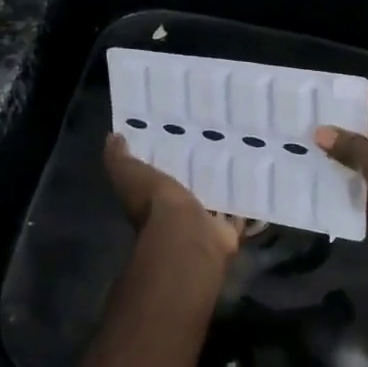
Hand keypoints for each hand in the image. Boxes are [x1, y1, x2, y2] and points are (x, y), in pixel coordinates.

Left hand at [103, 134, 242, 262]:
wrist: (186, 235)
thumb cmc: (154, 203)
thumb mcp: (128, 174)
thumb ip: (119, 158)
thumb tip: (112, 137)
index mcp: (151, 198)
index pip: (157, 175)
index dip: (166, 157)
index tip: (179, 132)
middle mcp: (175, 213)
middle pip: (189, 186)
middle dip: (199, 169)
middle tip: (216, 137)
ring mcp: (202, 222)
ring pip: (215, 199)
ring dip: (224, 184)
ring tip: (240, 153)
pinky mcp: (227, 229)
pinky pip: (239, 213)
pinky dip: (246, 203)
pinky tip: (255, 180)